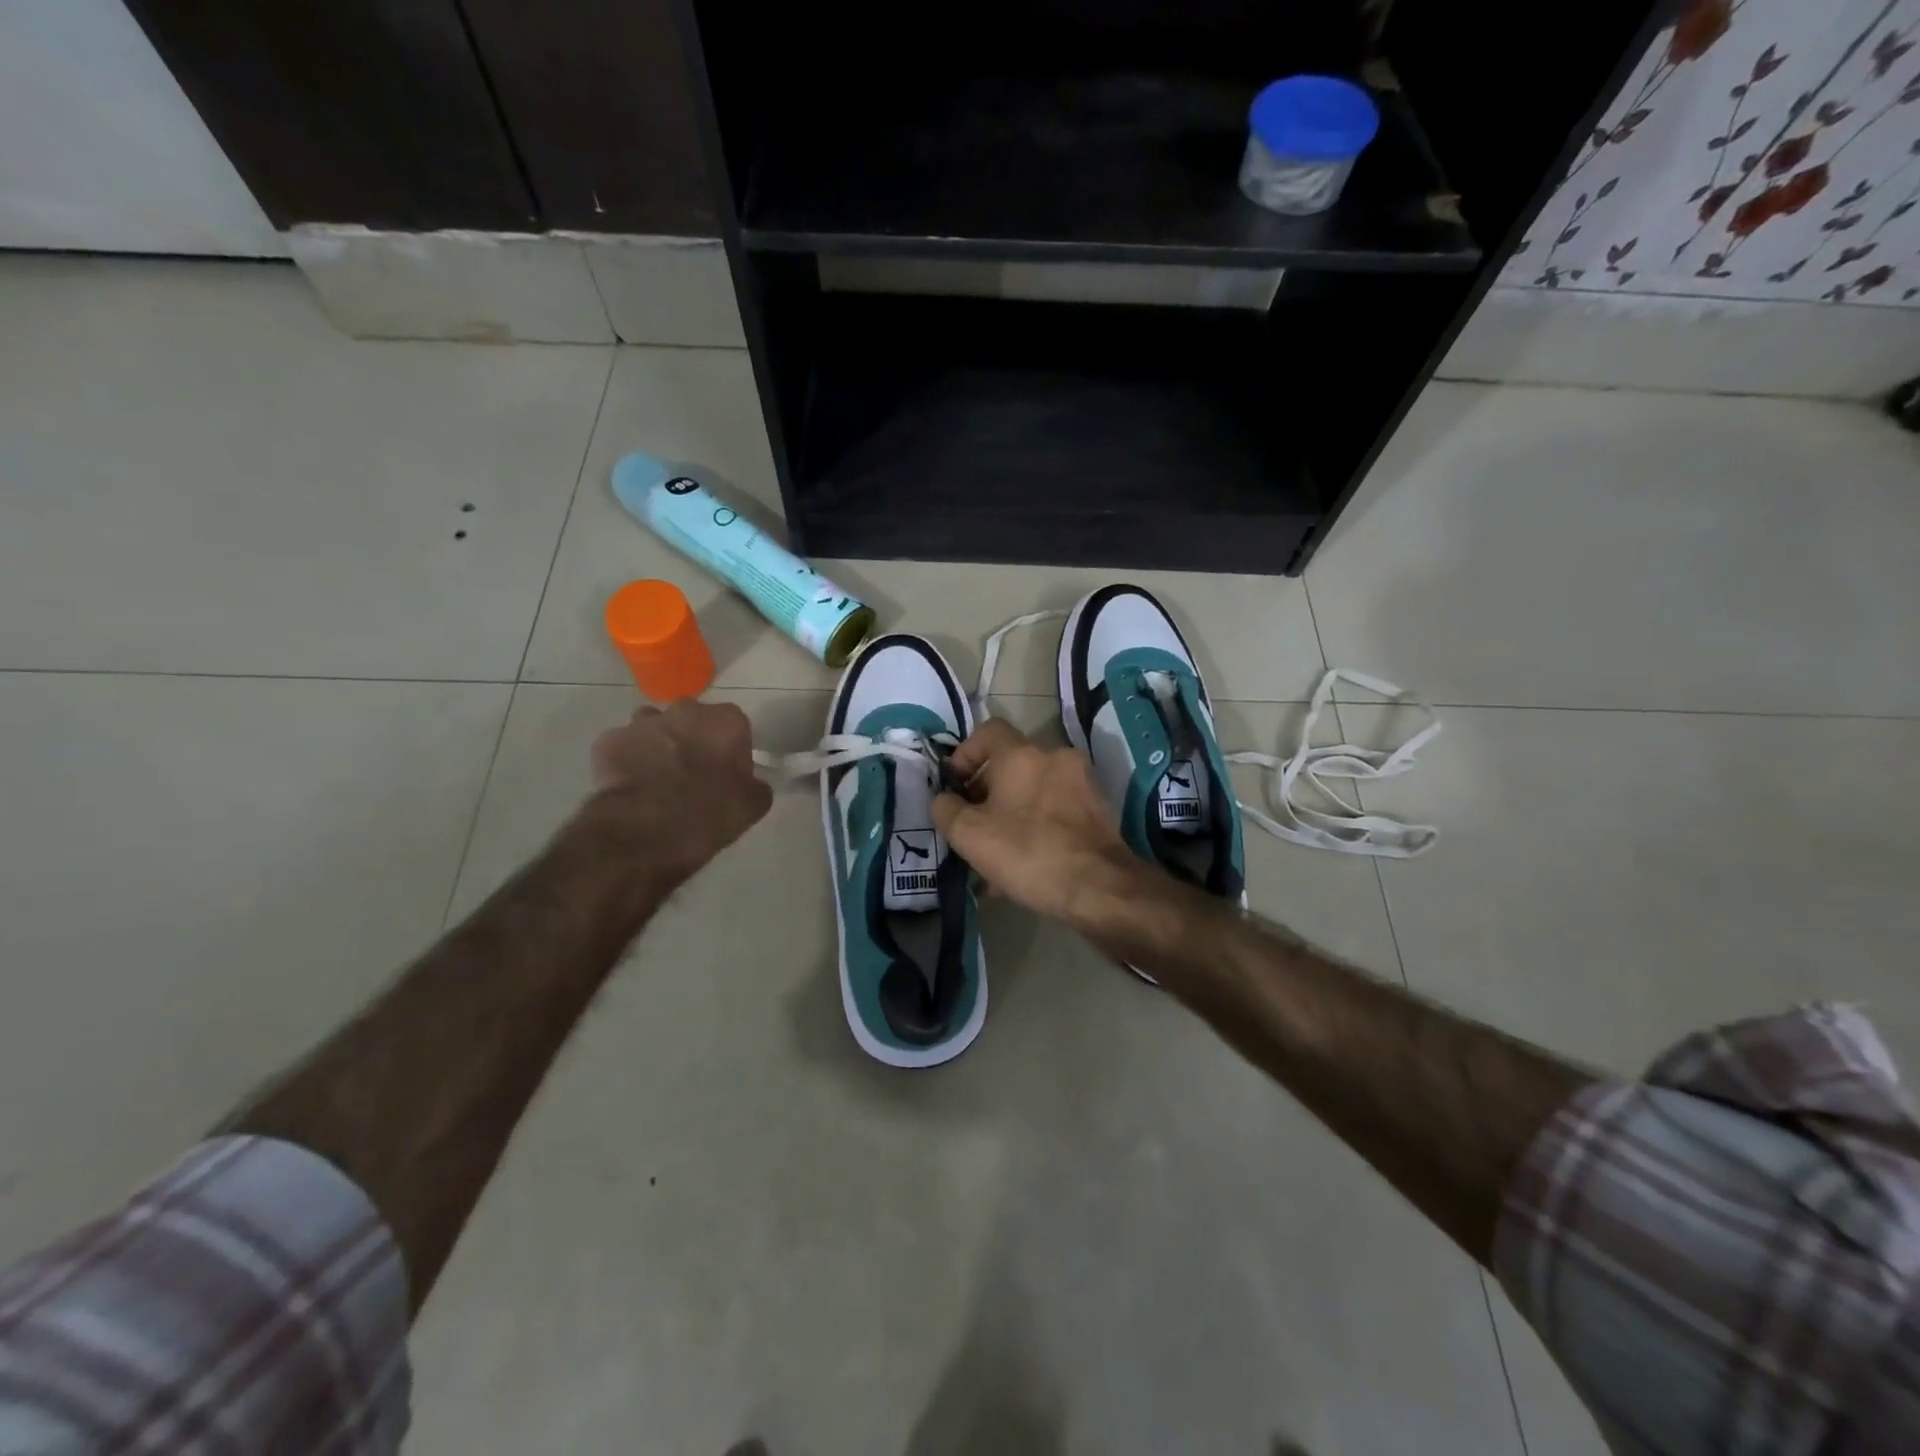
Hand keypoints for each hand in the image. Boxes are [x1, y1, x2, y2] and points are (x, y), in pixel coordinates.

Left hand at [577, 699, 772, 882]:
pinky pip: (624, 747)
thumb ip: (756, 786)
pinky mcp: (608, 741)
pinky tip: (632, 787)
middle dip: (695, 742)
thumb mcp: (751, 807)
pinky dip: (628, 761)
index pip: (736, 729)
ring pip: (656, 729)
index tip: (729, 778)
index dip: (733, 753)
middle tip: (694, 778)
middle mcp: (684, 710)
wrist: (642, 832)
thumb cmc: (706, 814)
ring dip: (660, 747)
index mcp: (725, 720)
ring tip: (659, 782)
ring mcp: (642, 723)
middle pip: (694, 722)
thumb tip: (750, 784)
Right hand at [931, 720, 1149, 928]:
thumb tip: (944, 799)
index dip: (965, 754)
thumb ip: (946, 809)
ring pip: (1035, 791)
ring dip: (1012, 814)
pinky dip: (1038, 827)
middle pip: (1012, 764)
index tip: (955, 785)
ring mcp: (1082, 783)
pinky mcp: (1099, 810)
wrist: (1100, 887)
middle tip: (972, 825)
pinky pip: (1057, 811)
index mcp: (1022, 754)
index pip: (988, 731)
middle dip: (987, 792)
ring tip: (996, 853)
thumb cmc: (1028, 852)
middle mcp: (1056, 758)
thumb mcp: (969, 835)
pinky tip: (1026, 865)